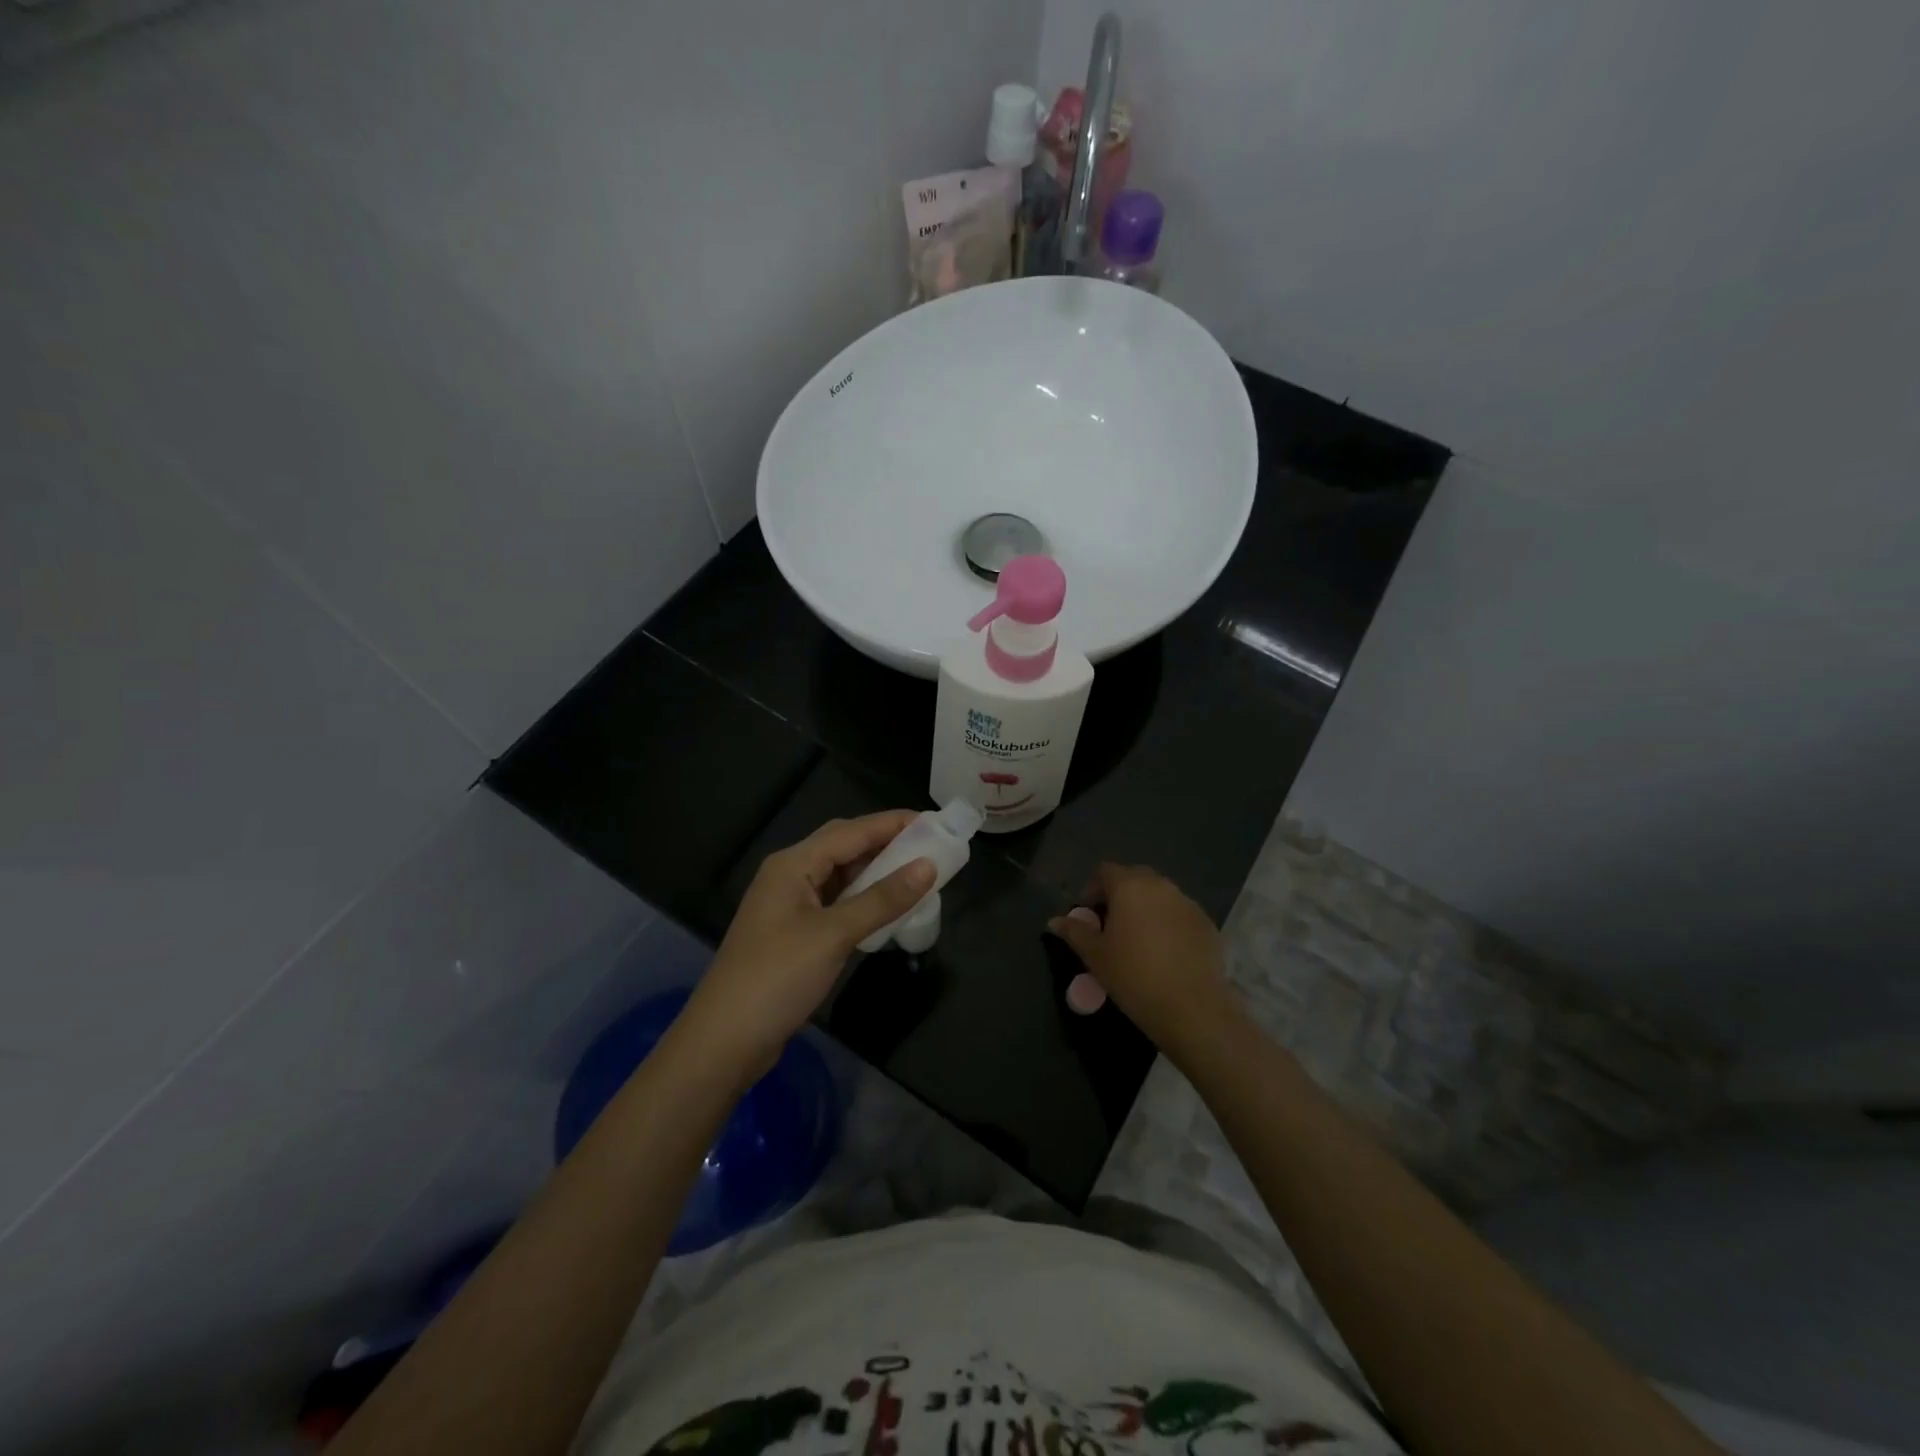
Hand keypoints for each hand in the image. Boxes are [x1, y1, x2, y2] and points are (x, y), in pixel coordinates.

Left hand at [681, 812, 935, 1078]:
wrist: (724, 1041)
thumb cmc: (777, 977)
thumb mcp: (834, 935)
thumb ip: (882, 899)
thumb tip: (928, 866)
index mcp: (793, 865)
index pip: (850, 831)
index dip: (892, 823)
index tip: (933, 822)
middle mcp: (788, 876)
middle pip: (842, 847)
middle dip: (884, 843)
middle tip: (928, 847)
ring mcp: (788, 906)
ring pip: (839, 876)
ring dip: (874, 873)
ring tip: (915, 875)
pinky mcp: (792, 933)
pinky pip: (834, 902)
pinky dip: (862, 900)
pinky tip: (885, 909)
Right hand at [1048, 863, 1242, 1062]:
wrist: (1191, 1007)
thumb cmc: (1133, 976)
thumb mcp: (1096, 956)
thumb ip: (1075, 932)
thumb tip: (1054, 920)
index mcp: (1129, 886)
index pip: (1105, 871)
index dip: (1092, 888)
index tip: (1088, 914)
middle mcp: (1160, 885)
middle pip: (1134, 878)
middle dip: (1119, 895)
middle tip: (1111, 925)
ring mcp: (1187, 903)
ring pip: (1160, 895)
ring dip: (1145, 908)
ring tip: (1139, 939)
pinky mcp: (1207, 923)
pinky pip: (1180, 914)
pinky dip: (1168, 924)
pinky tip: (1165, 952)